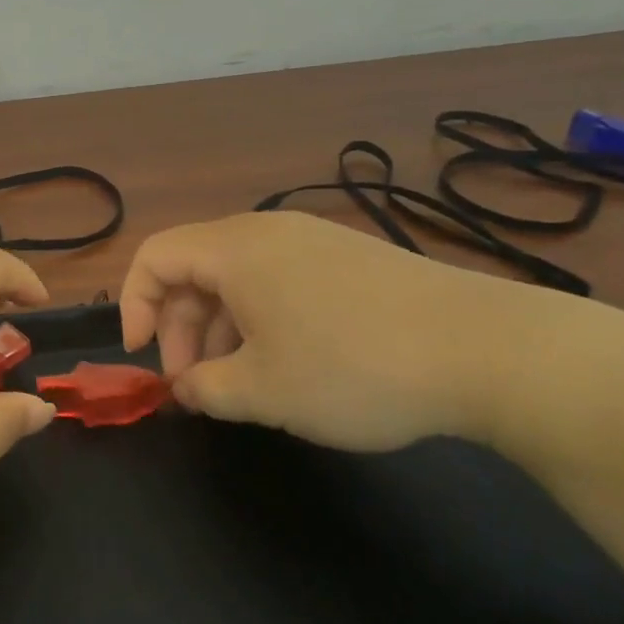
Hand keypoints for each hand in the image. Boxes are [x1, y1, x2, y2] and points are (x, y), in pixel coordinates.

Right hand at [120, 211, 573, 450]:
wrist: (490, 351)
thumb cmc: (353, 367)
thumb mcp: (263, 392)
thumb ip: (205, 389)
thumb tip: (186, 388)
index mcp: (235, 249)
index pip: (154, 257)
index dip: (133, 305)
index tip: (143, 358)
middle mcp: (268, 231)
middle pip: (194, 268)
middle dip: (180, 327)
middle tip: (195, 386)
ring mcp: (314, 240)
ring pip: (238, 276)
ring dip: (220, 327)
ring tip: (241, 383)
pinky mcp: (350, 259)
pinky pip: (279, 280)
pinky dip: (261, 318)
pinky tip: (288, 363)